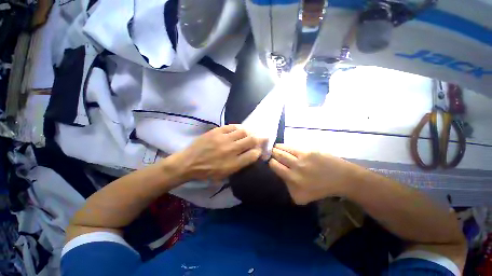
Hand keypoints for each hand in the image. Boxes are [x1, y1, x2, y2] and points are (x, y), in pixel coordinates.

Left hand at [175, 125, 264, 181]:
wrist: (188, 163)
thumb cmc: (207, 172)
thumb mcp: (225, 174)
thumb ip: (240, 165)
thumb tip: (251, 154)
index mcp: (233, 164)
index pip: (253, 155)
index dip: (259, 151)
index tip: (260, 149)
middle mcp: (231, 150)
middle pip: (251, 141)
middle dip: (260, 138)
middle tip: (263, 136)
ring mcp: (223, 139)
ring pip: (243, 132)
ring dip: (250, 132)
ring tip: (252, 132)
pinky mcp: (216, 131)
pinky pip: (232, 126)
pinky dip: (239, 127)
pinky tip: (240, 129)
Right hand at [268, 144, 359, 204]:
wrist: (340, 178)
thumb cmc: (320, 188)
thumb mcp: (300, 197)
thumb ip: (287, 187)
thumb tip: (279, 174)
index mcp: (292, 180)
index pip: (274, 166)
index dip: (271, 163)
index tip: (271, 162)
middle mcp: (295, 168)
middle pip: (277, 156)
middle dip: (272, 154)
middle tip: (271, 154)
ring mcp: (302, 158)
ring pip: (282, 149)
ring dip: (276, 149)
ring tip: (274, 149)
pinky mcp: (308, 150)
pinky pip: (291, 147)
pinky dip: (284, 146)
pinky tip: (282, 146)